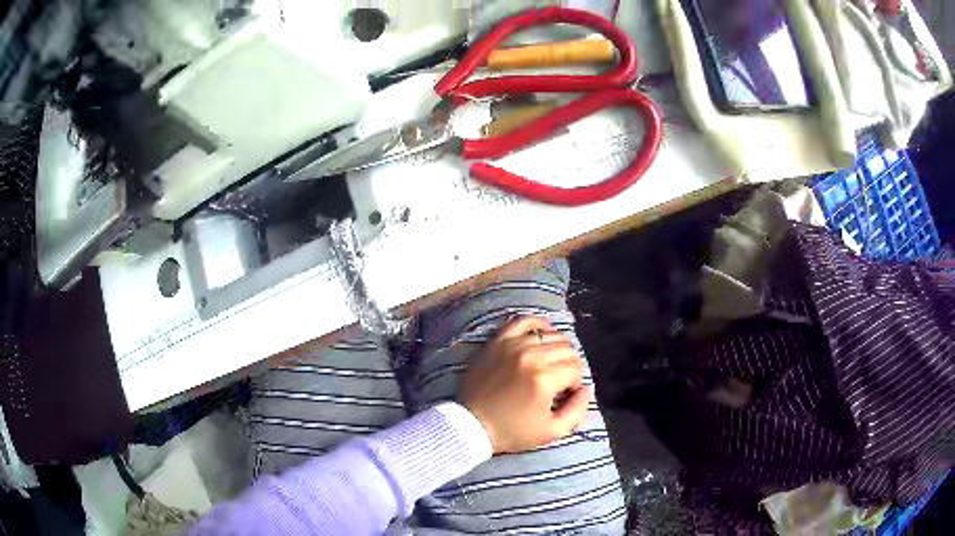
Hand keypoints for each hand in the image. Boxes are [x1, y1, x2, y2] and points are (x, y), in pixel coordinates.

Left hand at [460, 316, 592, 453]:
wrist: (471, 424)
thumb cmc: (512, 431)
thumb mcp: (552, 432)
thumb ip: (577, 410)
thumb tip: (587, 388)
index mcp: (543, 380)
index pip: (575, 369)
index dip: (574, 383)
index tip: (564, 394)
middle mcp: (530, 357)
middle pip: (566, 349)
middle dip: (569, 365)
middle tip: (559, 380)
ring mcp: (511, 345)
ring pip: (550, 334)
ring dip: (556, 348)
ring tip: (550, 362)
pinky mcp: (497, 341)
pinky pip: (522, 321)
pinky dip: (537, 324)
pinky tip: (541, 334)